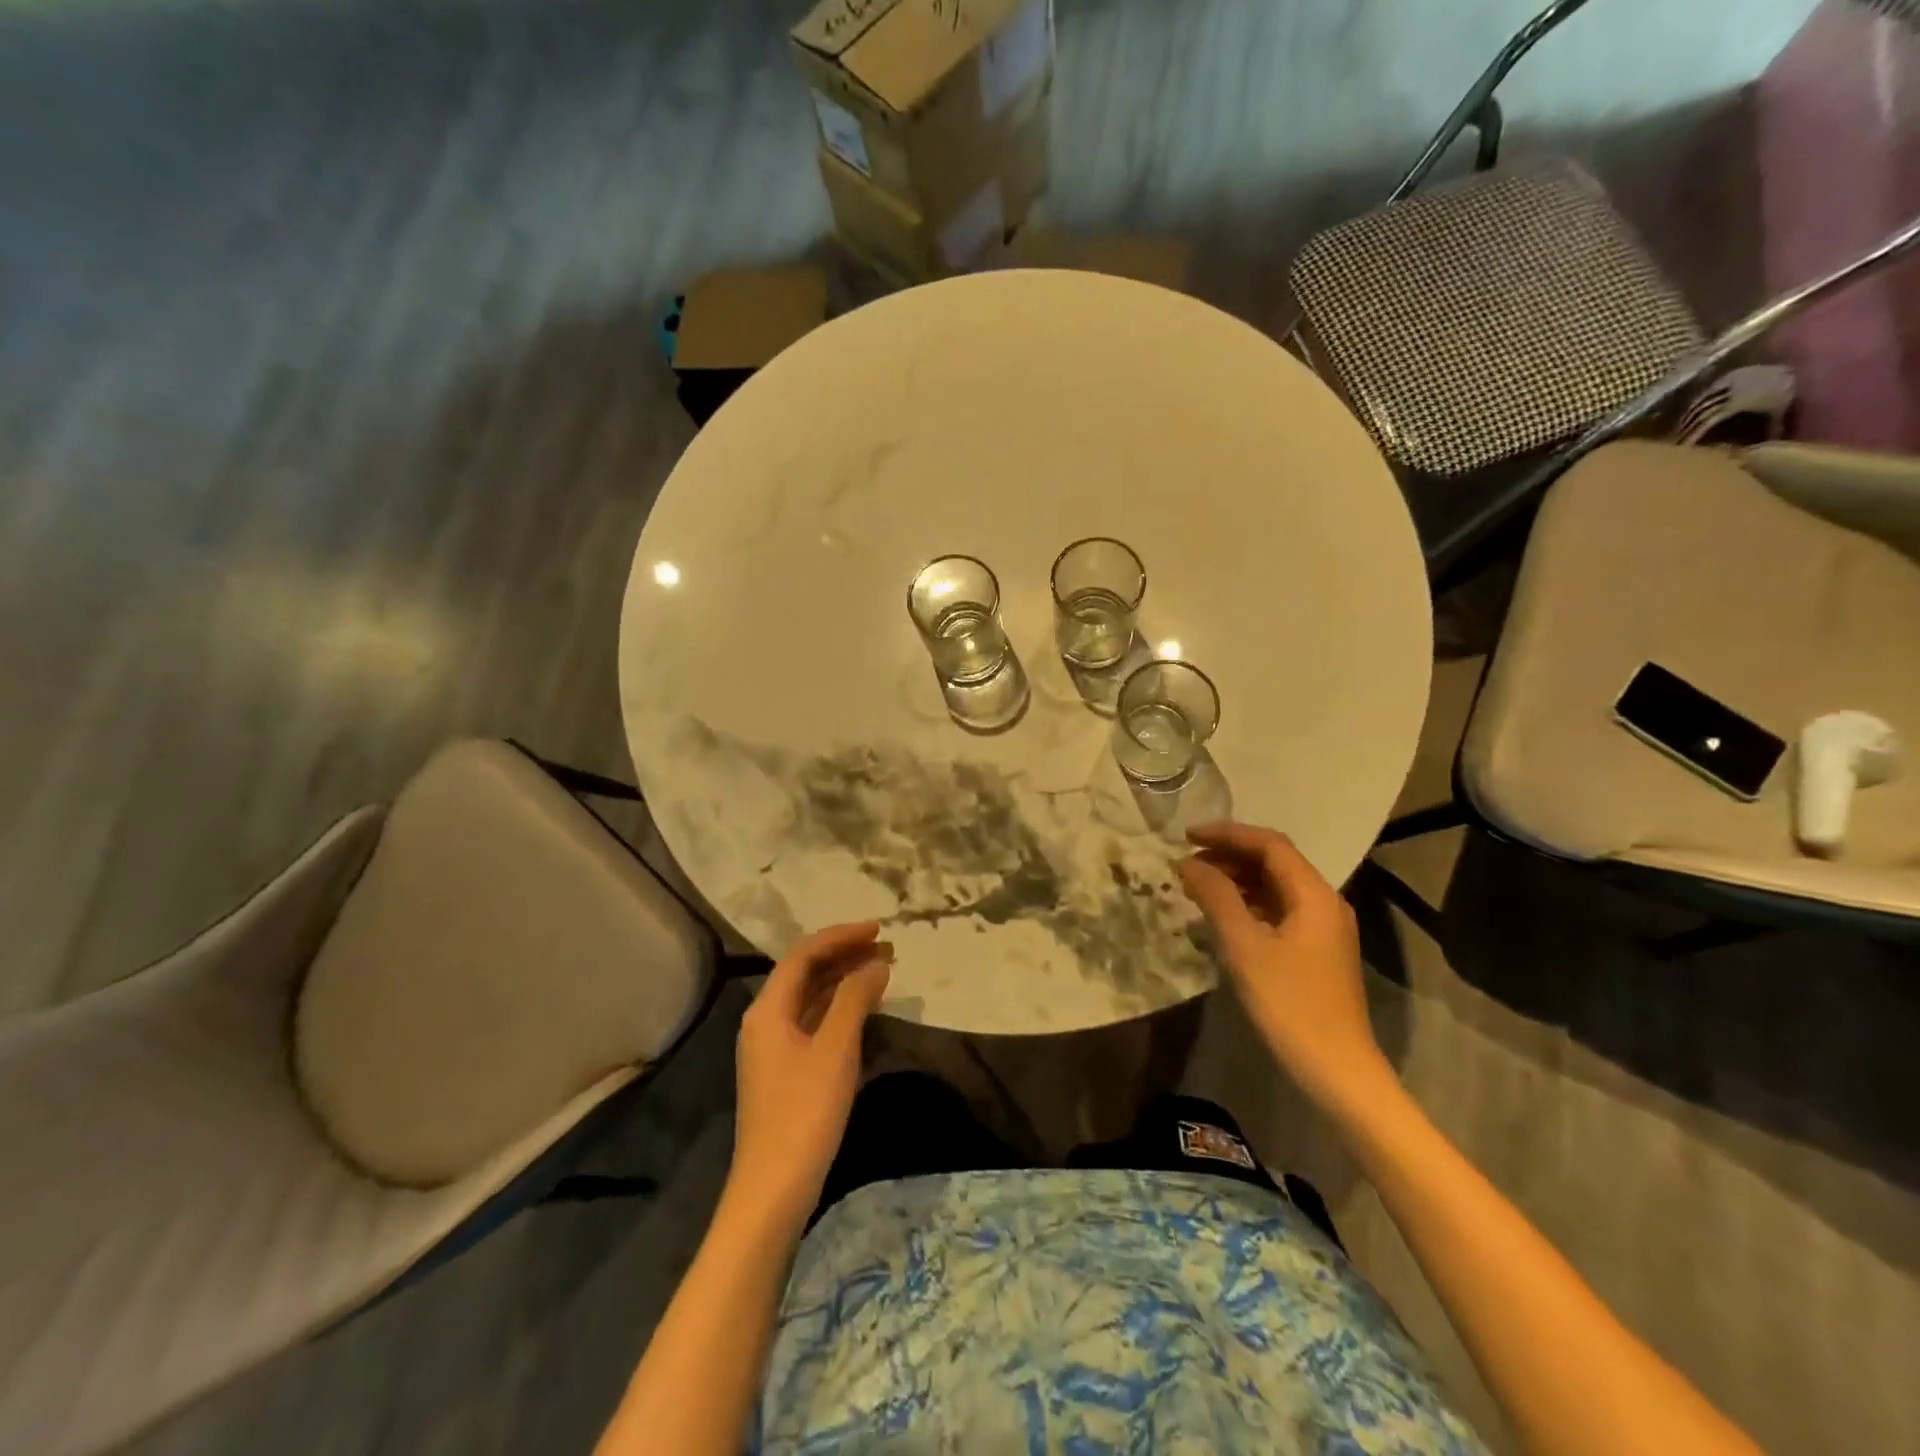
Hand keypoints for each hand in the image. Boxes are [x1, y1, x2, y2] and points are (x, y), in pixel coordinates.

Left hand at [729, 921, 892, 1228]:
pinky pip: (814, 1022)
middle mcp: (765, 1021)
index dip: (842, 936)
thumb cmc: (804, 1113)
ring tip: (883, 970)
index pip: (805, 954)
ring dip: (845, 980)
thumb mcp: (835, 1050)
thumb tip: (876, 963)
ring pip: (811, 998)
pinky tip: (865, 1010)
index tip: (879, 930)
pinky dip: (840, 1008)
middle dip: (846, 955)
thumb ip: (855, 999)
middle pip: (806, 973)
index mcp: (768, 1009)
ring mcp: (774, 1048)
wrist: (773, 1190)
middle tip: (888, 949)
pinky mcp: (785, 1071)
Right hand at [1178, 822, 1388, 1108]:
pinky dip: (1247, 903)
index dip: (1227, 833)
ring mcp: (1323, 928)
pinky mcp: (1315, 950)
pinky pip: (1278, 909)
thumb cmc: (1290, 1004)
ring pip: (1275, 886)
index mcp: (1314, 894)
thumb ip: (1217, 897)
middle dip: (1229, 855)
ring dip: (1236, 879)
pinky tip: (1221, 916)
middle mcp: (1324, 902)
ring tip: (1197, 886)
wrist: (1337, 1070)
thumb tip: (1188, 863)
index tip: (1186, 836)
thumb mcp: (1245, 947)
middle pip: (1274, 861)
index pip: (1269, 844)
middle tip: (1187, 863)